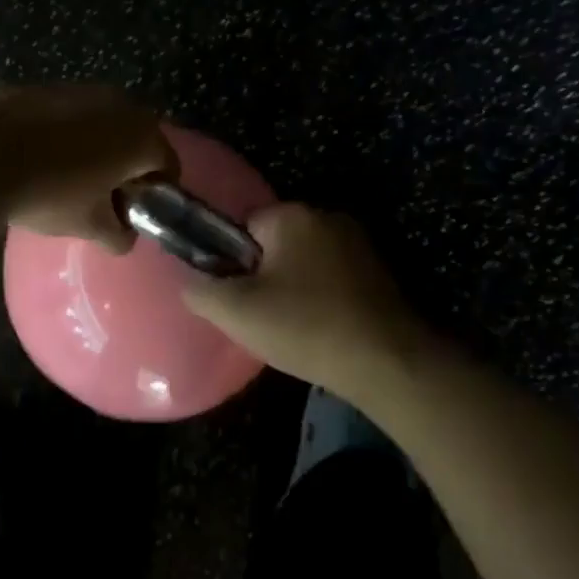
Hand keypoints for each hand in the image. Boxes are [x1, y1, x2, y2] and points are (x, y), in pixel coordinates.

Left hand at [0, 85, 177, 252]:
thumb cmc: (49, 191)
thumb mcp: (89, 225)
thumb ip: (118, 235)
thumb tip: (124, 237)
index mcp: (141, 136)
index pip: (168, 166)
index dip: (156, 194)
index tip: (134, 213)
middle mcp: (120, 103)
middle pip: (137, 140)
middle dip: (126, 167)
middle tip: (103, 198)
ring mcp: (81, 89)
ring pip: (102, 124)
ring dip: (95, 148)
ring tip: (67, 178)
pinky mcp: (45, 86)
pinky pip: (69, 115)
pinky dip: (65, 134)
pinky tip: (38, 157)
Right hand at [182, 203, 437, 398]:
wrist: (388, 363)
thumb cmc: (306, 328)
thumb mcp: (236, 312)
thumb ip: (201, 290)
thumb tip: (190, 282)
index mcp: (293, 215)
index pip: (243, 227)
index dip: (234, 263)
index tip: (240, 298)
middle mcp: (328, 217)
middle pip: (274, 243)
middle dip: (264, 275)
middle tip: (262, 317)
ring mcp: (358, 243)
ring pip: (304, 262)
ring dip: (294, 288)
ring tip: (293, 328)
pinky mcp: (379, 271)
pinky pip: (332, 277)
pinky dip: (322, 298)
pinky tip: (322, 329)